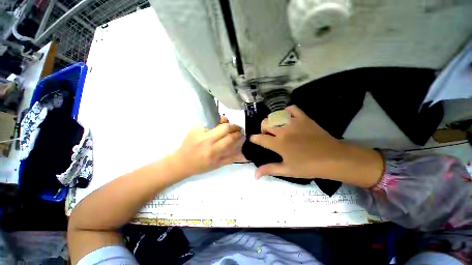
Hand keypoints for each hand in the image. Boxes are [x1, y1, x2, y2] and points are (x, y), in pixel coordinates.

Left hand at [171, 116, 244, 177]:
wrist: (181, 162)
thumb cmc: (200, 166)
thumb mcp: (217, 165)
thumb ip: (231, 158)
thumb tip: (243, 154)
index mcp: (213, 151)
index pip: (230, 138)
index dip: (238, 134)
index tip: (241, 134)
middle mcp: (207, 140)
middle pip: (225, 127)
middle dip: (234, 126)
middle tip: (237, 128)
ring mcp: (199, 132)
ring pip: (217, 122)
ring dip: (226, 122)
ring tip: (228, 125)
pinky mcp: (194, 128)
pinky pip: (209, 121)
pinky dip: (216, 122)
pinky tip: (217, 125)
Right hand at [250, 106, 382, 186]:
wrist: (333, 159)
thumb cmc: (309, 167)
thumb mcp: (287, 170)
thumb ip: (269, 170)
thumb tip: (255, 175)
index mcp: (278, 144)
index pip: (259, 138)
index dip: (254, 138)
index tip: (254, 139)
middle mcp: (283, 131)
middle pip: (265, 123)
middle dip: (263, 129)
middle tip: (267, 135)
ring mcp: (293, 123)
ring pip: (275, 115)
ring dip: (272, 120)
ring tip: (276, 127)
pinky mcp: (304, 118)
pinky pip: (292, 108)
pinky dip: (287, 111)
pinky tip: (288, 118)